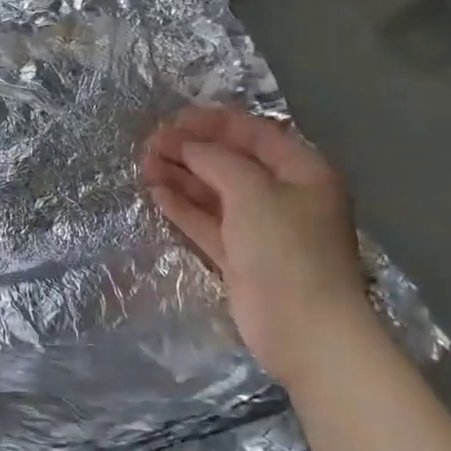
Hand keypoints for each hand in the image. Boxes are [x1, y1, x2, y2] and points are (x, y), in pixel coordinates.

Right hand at [141, 105, 373, 385]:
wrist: (305, 331)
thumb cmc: (286, 250)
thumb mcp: (252, 192)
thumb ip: (215, 160)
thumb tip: (185, 144)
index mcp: (303, 172)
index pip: (255, 134)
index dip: (214, 122)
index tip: (174, 119)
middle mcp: (284, 196)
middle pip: (232, 162)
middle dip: (192, 150)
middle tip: (152, 143)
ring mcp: (262, 229)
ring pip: (216, 193)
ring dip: (182, 176)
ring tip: (145, 164)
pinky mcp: (242, 257)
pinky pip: (209, 223)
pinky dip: (184, 207)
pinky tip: (157, 192)